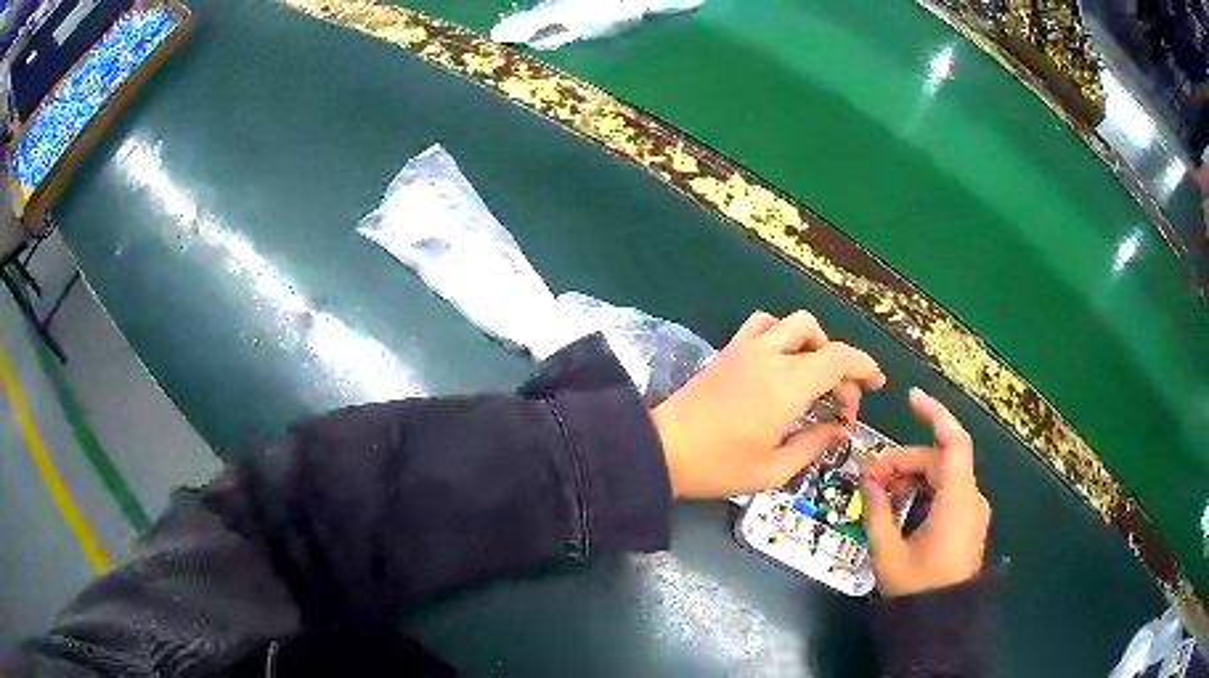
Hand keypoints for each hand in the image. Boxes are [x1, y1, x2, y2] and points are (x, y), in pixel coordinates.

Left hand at [651, 310, 885, 498]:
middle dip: (841, 367)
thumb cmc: (720, 466)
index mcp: (788, 387)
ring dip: (814, 343)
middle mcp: (771, 357)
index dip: (865, 367)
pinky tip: (780, 360)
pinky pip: (762, 324)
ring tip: (812, 376)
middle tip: (838, 403)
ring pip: (794, 323)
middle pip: (823, 341)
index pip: (840, 359)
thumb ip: (815, 444)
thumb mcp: (775, 469)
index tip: (876, 385)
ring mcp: (747, 349)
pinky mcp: (729, 350)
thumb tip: (841, 429)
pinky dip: (781, 333)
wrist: (663, 450)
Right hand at [861, 389, 989, 597]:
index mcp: (957, 502)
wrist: (943, 622)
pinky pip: (947, 491)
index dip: (936, 414)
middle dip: (905, 459)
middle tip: (871, 475)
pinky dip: (924, 488)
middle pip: (941, 460)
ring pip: (943, 475)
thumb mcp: (889, 554)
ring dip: (913, 475)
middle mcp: (970, 498)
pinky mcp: (968, 520)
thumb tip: (867, 479)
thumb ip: (878, 512)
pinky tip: (901, 502)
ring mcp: (972, 510)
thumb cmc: (918, 589)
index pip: (954, 443)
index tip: (911, 398)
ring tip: (881, 490)